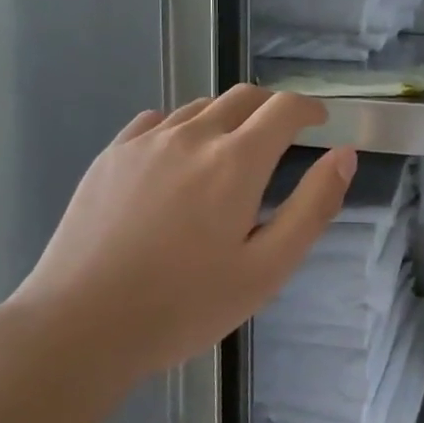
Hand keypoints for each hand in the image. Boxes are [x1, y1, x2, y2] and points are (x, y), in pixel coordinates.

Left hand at [5, 86, 355, 388]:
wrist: (79, 325)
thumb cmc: (184, 306)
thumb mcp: (267, 269)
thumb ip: (312, 207)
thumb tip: (344, 156)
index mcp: (237, 161)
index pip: (285, 109)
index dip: (310, 111)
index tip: (319, 126)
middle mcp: (193, 135)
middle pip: (244, 96)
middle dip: (273, 108)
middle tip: (282, 139)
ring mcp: (145, 141)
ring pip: (200, 107)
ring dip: (228, 118)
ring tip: (231, 154)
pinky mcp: (111, 155)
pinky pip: (157, 121)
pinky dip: (183, 127)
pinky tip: (178, 160)